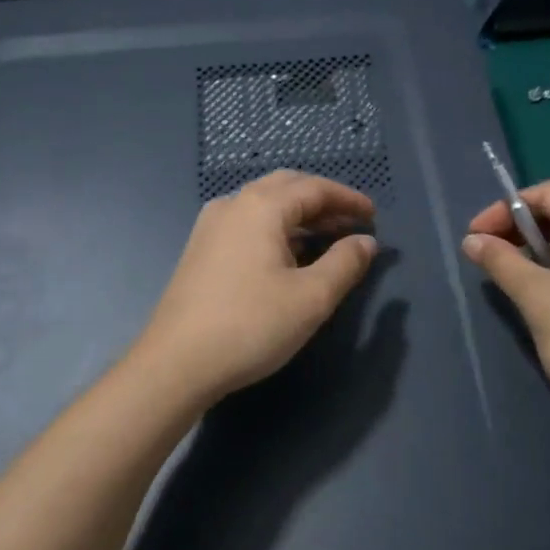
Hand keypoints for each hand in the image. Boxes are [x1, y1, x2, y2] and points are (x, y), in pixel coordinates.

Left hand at [130, 170, 378, 404]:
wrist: (176, 362)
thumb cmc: (250, 325)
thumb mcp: (310, 298)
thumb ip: (344, 264)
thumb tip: (366, 242)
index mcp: (261, 207)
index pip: (314, 188)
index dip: (347, 199)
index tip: (373, 216)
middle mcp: (233, 204)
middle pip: (286, 187)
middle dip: (322, 200)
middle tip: (351, 222)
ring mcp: (211, 225)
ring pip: (264, 204)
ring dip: (298, 215)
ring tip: (327, 238)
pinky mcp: (200, 248)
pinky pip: (247, 222)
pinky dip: (275, 228)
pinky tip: (288, 255)